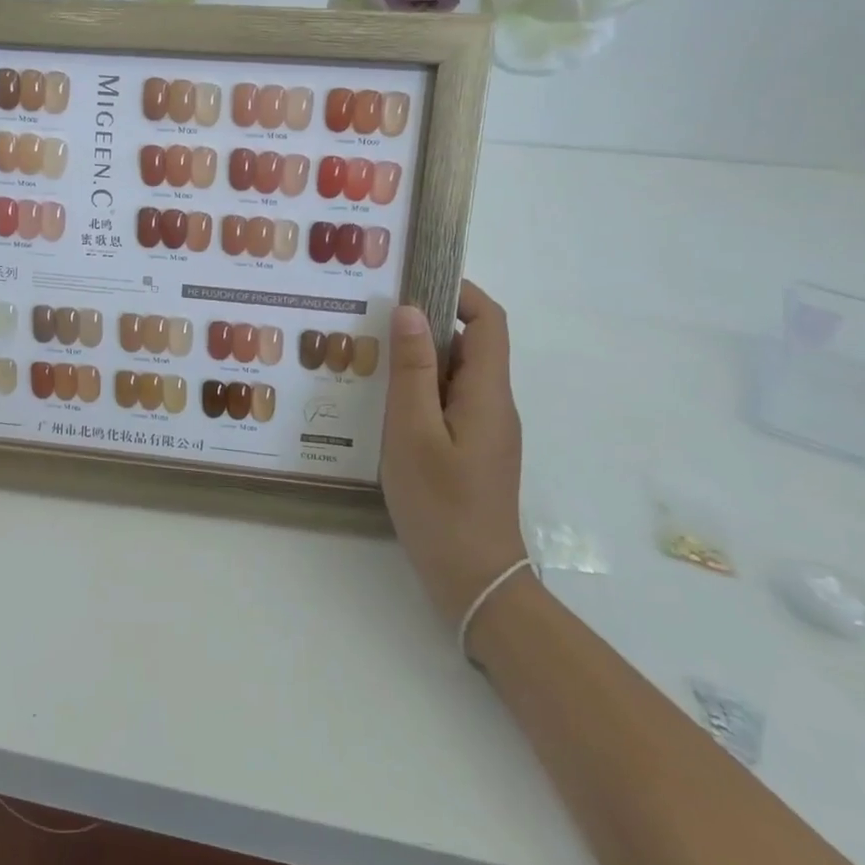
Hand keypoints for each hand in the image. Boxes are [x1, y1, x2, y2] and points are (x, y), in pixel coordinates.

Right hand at [380, 280, 526, 623]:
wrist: (474, 580)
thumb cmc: (440, 503)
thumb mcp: (412, 431)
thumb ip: (413, 369)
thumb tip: (410, 310)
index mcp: (487, 393)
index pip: (488, 322)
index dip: (459, 293)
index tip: (414, 283)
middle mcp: (493, 404)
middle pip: (471, 345)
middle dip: (428, 324)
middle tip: (375, 320)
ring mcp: (485, 430)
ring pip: (455, 377)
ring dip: (420, 360)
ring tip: (371, 359)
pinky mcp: (472, 451)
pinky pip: (449, 404)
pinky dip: (421, 391)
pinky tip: (383, 405)